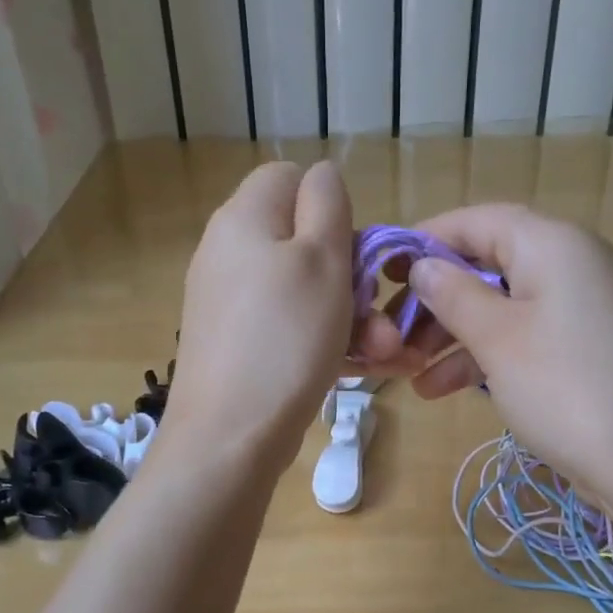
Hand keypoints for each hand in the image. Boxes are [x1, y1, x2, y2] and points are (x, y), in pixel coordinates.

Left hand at [160, 162, 355, 475]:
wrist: (229, 437)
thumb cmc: (286, 339)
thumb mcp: (321, 258)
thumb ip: (328, 203)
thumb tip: (322, 175)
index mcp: (245, 218)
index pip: (292, 178)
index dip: (331, 207)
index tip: (354, 251)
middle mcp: (230, 251)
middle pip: (303, 240)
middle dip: (353, 277)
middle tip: (380, 317)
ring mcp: (230, 301)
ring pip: (304, 291)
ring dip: (351, 317)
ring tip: (383, 355)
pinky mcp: (236, 342)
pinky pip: (289, 325)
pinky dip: (323, 340)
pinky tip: (358, 369)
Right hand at [358, 204, 612, 522]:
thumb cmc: (563, 387)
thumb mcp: (496, 338)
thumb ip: (453, 294)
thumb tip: (422, 266)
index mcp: (552, 243)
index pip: (477, 221)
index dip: (426, 240)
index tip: (384, 271)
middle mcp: (570, 261)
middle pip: (487, 263)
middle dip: (436, 299)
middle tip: (392, 331)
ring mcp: (579, 304)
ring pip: (500, 303)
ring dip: (452, 333)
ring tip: (407, 369)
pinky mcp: (582, 343)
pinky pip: (522, 332)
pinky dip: (483, 353)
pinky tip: (439, 388)